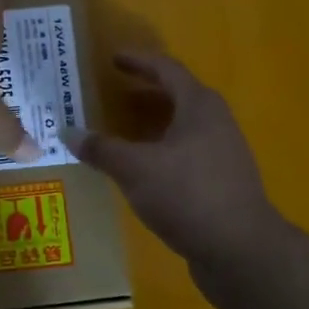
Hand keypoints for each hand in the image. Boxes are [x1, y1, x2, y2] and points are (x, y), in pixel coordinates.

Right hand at [66, 52, 275, 271]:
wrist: (240, 250)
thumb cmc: (187, 195)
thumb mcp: (135, 169)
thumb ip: (102, 149)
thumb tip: (68, 133)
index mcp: (199, 106)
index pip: (167, 69)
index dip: (138, 61)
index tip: (113, 58)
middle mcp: (216, 122)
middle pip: (178, 95)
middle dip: (146, 91)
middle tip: (114, 90)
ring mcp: (223, 153)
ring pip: (183, 126)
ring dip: (153, 123)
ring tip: (122, 129)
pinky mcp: (222, 182)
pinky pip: (186, 152)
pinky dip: (161, 150)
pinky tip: (142, 168)